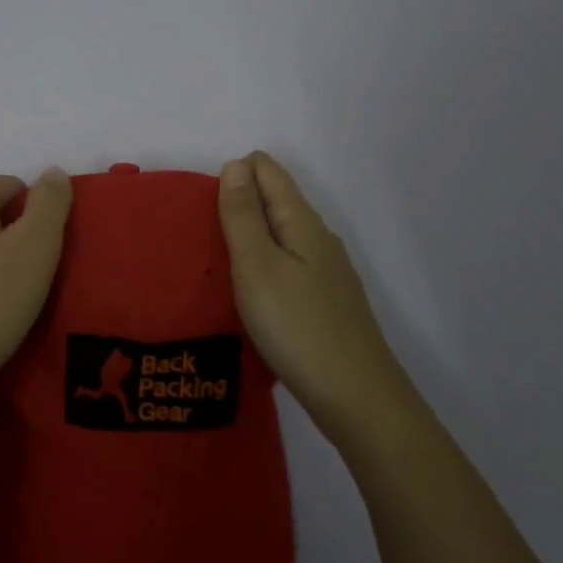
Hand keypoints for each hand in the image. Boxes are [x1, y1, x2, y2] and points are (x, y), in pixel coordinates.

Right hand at [218, 152, 391, 419]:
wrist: (357, 398)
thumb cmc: (297, 325)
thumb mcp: (256, 265)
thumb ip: (242, 214)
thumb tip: (235, 164)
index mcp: (302, 221)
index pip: (267, 170)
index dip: (234, 176)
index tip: (206, 210)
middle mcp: (319, 238)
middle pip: (275, 200)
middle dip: (238, 205)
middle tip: (204, 239)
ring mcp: (327, 272)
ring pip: (281, 235)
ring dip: (250, 237)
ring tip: (219, 266)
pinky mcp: (326, 303)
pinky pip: (288, 265)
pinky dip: (265, 265)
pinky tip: (252, 295)